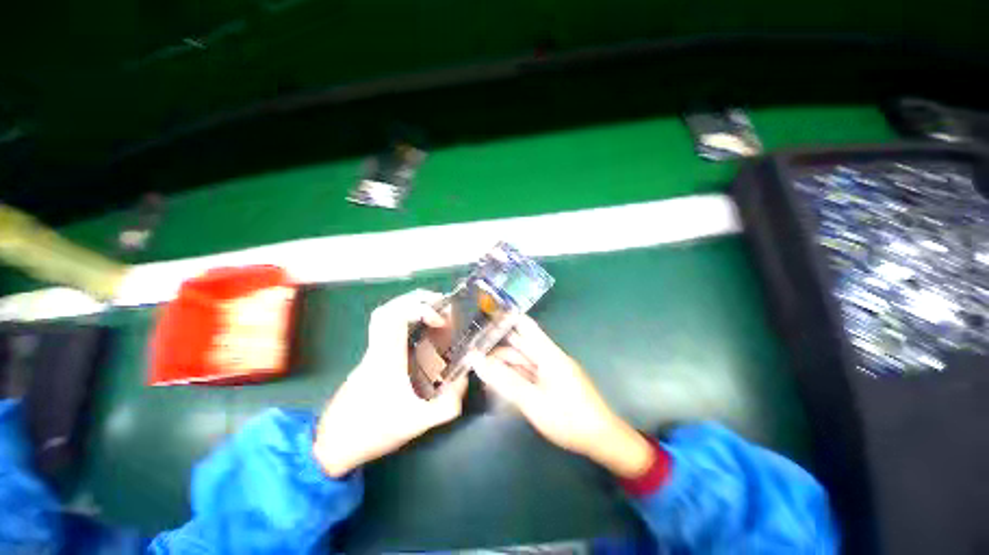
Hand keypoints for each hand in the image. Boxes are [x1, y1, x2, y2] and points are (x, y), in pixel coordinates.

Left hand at [314, 290, 467, 476]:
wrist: (333, 444)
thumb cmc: (373, 431)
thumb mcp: (417, 422)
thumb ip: (447, 405)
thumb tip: (465, 380)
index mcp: (386, 358)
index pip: (395, 317)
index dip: (420, 308)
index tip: (440, 319)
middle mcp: (377, 349)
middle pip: (387, 309)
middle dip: (415, 299)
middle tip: (439, 304)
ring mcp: (371, 353)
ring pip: (384, 317)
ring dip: (409, 308)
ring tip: (433, 314)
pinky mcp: (371, 359)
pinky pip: (386, 329)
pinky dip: (404, 321)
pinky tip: (421, 334)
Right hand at [472, 316, 654, 478]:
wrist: (602, 439)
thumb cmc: (568, 417)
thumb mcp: (532, 400)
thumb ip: (504, 380)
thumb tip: (477, 360)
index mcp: (548, 354)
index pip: (526, 326)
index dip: (507, 319)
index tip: (484, 318)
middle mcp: (550, 357)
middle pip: (522, 344)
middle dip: (499, 345)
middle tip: (474, 350)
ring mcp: (552, 370)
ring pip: (524, 359)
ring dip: (505, 362)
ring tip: (482, 368)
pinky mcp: (553, 383)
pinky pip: (530, 373)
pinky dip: (515, 374)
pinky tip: (500, 381)